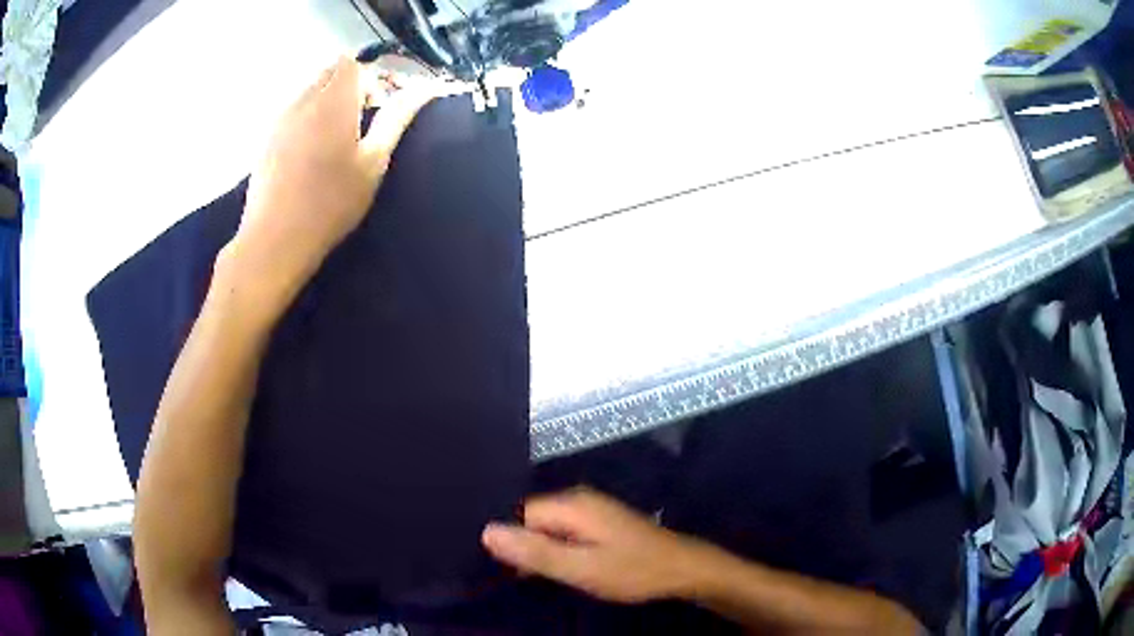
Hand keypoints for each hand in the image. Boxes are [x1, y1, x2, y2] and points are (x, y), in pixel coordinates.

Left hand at [223, 56, 436, 309]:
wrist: (274, 239)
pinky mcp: (266, 139)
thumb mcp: (374, 161)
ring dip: (328, 102)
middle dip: (351, 86)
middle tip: (363, 121)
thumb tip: (427, 88)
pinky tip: (311, 153)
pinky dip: (309, 118)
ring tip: (337, 140)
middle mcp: (303, 100)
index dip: (371, 78)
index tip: (380, 107)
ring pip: (310, 91)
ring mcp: (280, 119)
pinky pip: (293, 111)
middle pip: (330, 72)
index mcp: (333, 101)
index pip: (353, 63)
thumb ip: (397, 117)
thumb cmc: (330, 203)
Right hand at [482, 489, 711, 603]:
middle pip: (532, 518)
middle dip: (523, 545)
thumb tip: (486, 531)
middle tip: (518, 576)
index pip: (519, 513)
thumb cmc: (631, 570)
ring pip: (547, 527)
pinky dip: (556, 549)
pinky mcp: (600, 522)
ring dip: (539, 549)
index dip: (509, 540)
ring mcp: (592, 509)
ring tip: (535, 575)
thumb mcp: (580, 567)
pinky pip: (563, 531)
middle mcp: (578, 499)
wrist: (682, 569)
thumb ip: (534, 551)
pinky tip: (559, 568)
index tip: (504, 568)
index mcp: (571, 504)